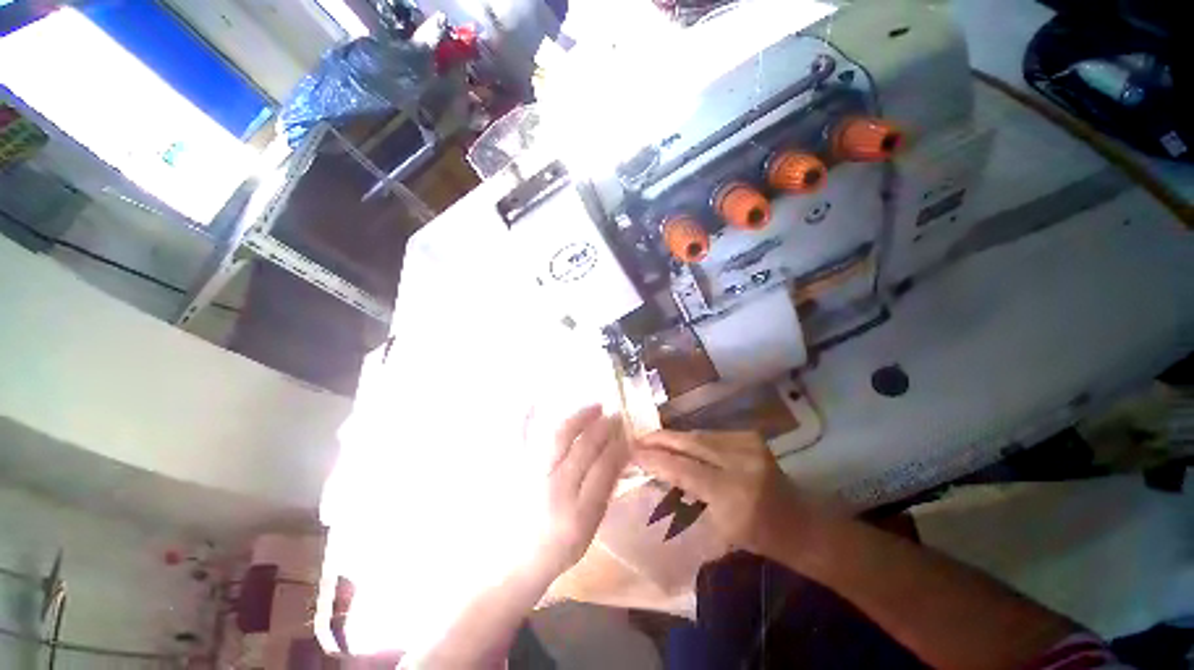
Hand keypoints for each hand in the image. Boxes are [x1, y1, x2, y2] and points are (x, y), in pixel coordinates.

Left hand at [532, 405, 628, 576]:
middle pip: (584, 449)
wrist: (516, 562)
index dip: (619, 447)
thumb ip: (604, 491)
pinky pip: (518, 440)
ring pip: (559, 439)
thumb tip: (619, 456)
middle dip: (603, 428)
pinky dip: (525, 419)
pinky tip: (533, 401)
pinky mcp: (513, 472)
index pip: (604, 469)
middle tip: (615, 416)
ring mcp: (531, 478)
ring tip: (595, 407)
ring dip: (580, 419)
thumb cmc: (559, 548)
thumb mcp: (590, 527)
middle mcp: (555, 490)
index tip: (628, 433)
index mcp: (578, 513)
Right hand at [632, 430, 812, 556]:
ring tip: (653, 439)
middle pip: (690, 443)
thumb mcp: (719, 526)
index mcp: (733, 494)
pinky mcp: (750, 436)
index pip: (683, 468)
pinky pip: (711, 434)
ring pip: (699, 434)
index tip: (633, 452)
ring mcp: (748, 444)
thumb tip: (660, 471)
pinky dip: (692, 438)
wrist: (800, 521)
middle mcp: (741, 462)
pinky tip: (679, 442)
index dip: (656, 459)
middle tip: (637, 438)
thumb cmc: (758, 536)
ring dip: (674, 437)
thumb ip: (687, 493)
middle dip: (661, 439)